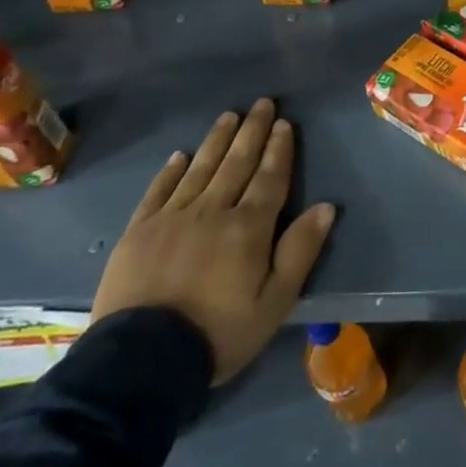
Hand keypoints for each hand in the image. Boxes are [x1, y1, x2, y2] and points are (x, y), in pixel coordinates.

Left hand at [92, 98, 333, 383]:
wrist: (140, 362)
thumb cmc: (218, 334)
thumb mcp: (274, 303)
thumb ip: (300, 251)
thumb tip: (326, 207)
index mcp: (249, 227)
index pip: (270, 178)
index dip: (279, 149)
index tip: (285, 124)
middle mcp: (212, 211)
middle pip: (237, 163)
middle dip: (253, 132)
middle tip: (262, 104)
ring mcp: (172, 218)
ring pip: (200, 168)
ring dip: (217, 140)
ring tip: (230, 116)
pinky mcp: (139, 231)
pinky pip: (159, 191)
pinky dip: (171, 170)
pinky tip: (181, 155)